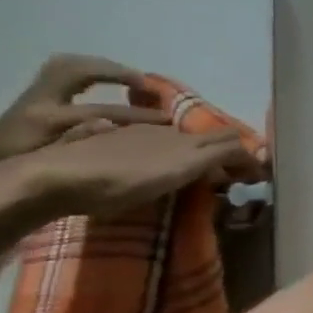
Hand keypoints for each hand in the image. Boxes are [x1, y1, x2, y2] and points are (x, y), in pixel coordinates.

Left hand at [0, 55, 169, 191]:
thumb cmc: (22, 173)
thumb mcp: (55, 166)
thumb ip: (84, 146)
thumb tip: (118, 133)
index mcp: (48, 120)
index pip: (102, 110)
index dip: (137, 115)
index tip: (166, 120)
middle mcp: (41, 99)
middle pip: (81, 70)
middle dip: (118, 72)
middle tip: (148, 86)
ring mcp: (36, 92)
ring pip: (72, 64)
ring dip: (105, 67)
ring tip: (133, 80)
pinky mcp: (36, 92)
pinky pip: (66, 69)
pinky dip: (91, 70)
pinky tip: (108, 80)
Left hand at [20, 124, 262, 218]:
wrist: (52, 180)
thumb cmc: (118, 180)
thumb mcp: (175, 171)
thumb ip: (215, 158)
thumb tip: (249, 152)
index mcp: (182, 139)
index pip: (229, 142)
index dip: (248, 157)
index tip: (259, 176)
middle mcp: (164, 133)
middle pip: (208, 139)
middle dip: (228, 154)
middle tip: (237, 176)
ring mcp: (137, 138)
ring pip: (182, 142)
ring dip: (201, 157)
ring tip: (205, 176)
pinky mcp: (112, 147)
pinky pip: (157, 149)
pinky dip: (174, 160)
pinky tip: (163, 172)